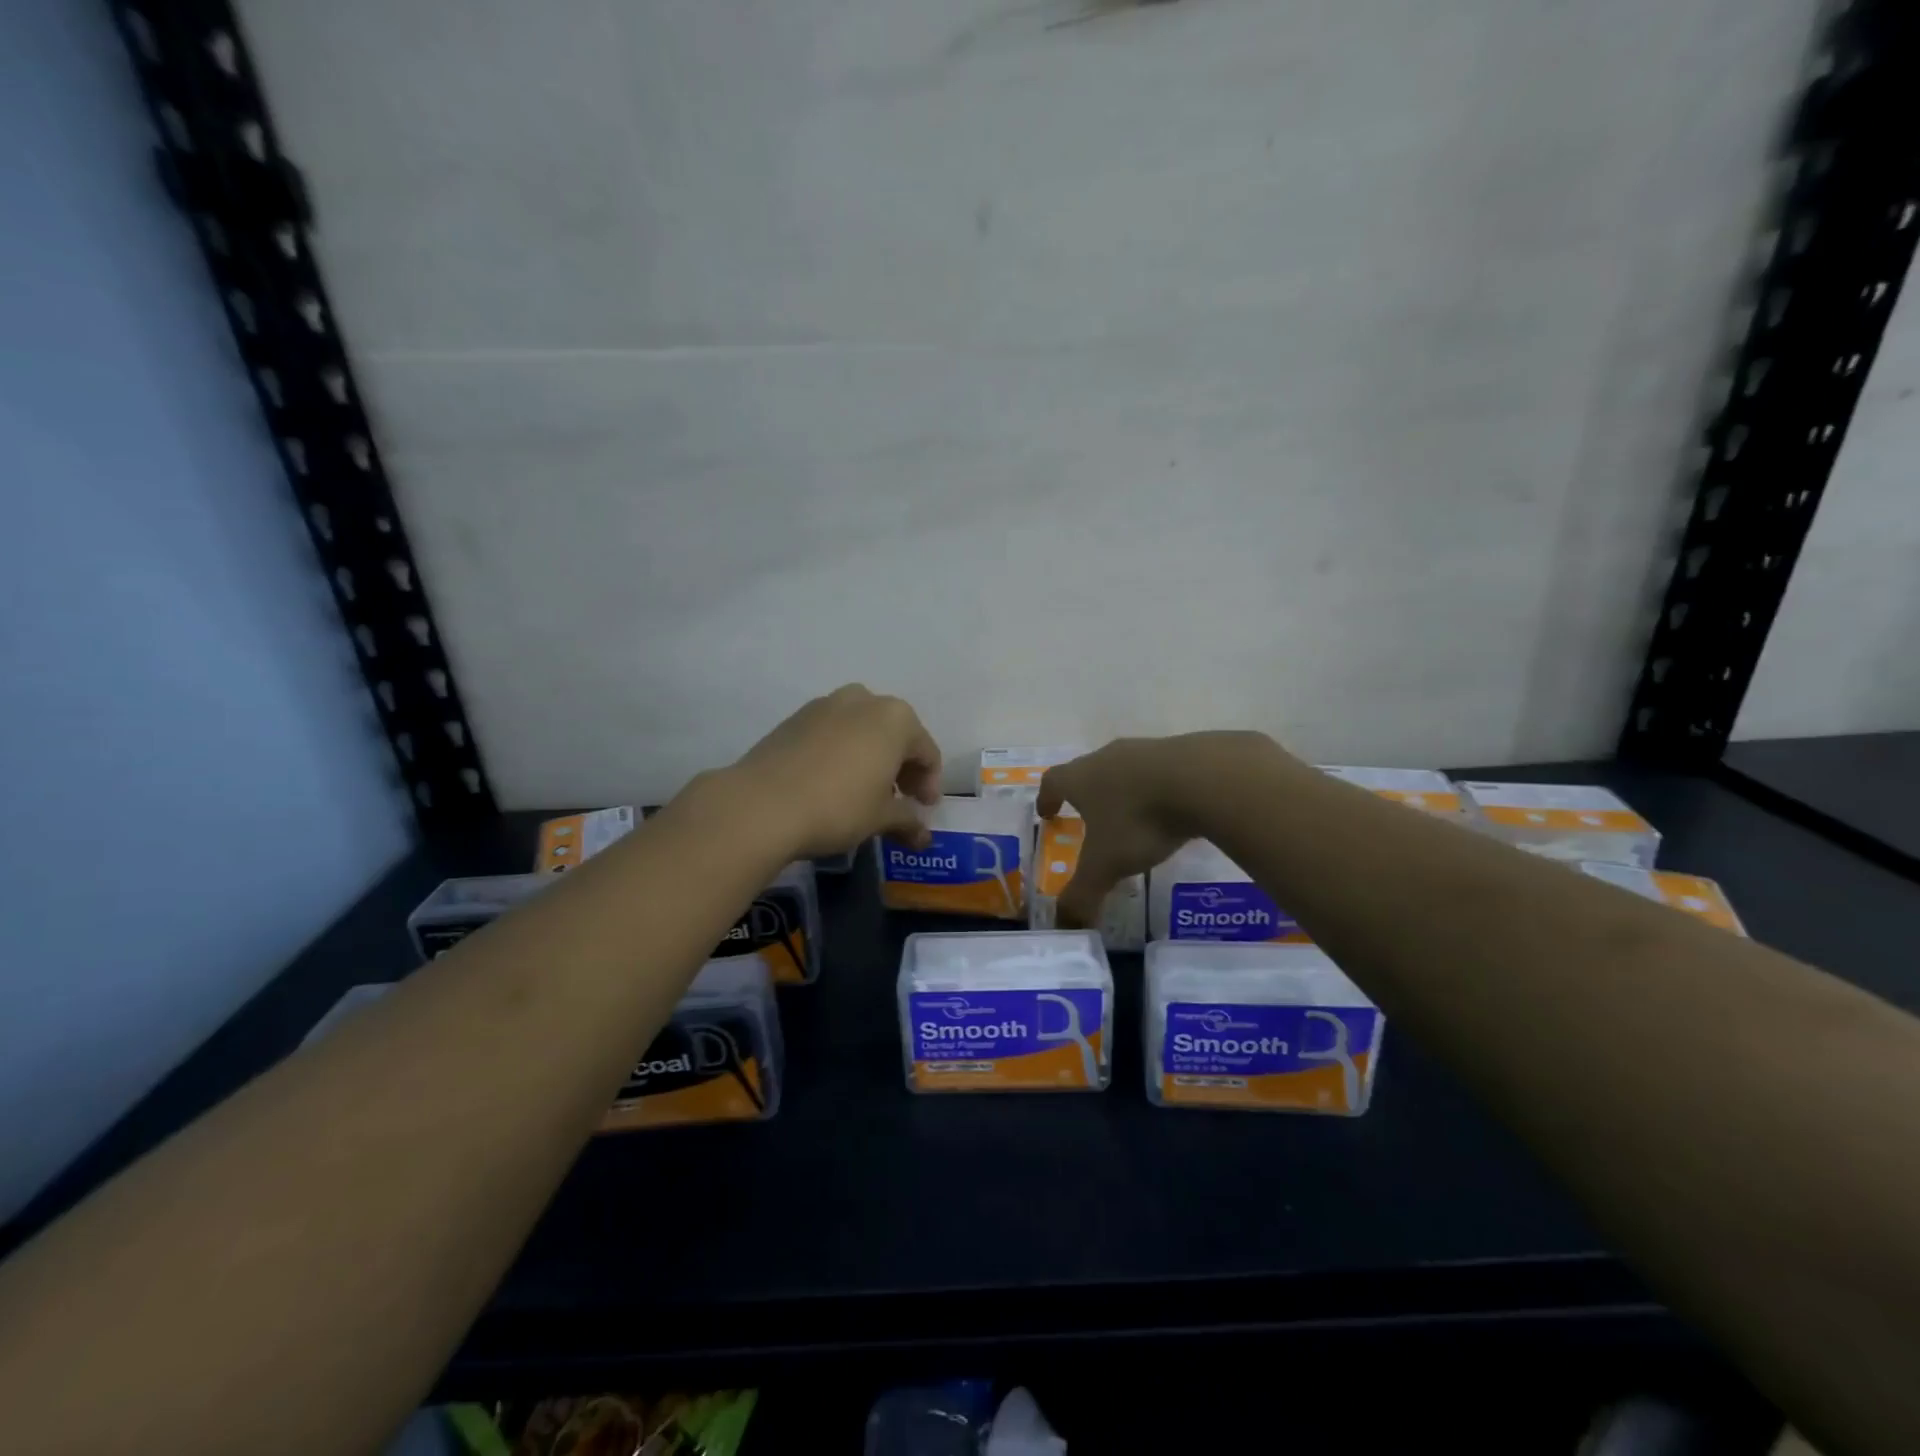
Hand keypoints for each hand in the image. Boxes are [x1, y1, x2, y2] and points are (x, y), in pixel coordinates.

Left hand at [732, 685, 942, 858]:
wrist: (761, 804)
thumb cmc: (837, 807)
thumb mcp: (880, 818)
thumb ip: (907, 821)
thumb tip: (923, 837)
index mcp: (896, 718)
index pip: (926, 752)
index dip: (929, 784)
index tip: (923, 810)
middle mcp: (864, 700)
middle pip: (895, 735)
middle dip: (901, 768)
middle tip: (899, 800)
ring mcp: (826, 705)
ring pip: (862, 730)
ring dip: (871, 757)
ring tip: (865, 792)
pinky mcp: (795, 718)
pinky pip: (832, 733)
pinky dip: (842, 753)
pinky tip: (833, 782)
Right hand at [1037, 732, 1280, 927]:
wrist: (1204, 779)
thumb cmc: (1140, 820)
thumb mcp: (1107, 865)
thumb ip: (1082, 894)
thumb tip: (1063, 924)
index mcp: (1081, 778)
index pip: (1053, 782)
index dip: (1046, 798)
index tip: (1047, 813)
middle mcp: (1108, 757)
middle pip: (1088, 770)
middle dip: (1085, 794)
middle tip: (1088, 817)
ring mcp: (1146, 750)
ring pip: (1125, 769)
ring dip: (1124, 789)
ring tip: (1132, 815)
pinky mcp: (1182, 751)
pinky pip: (1160, 770)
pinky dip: (1158, 788)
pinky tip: (1172, 808)